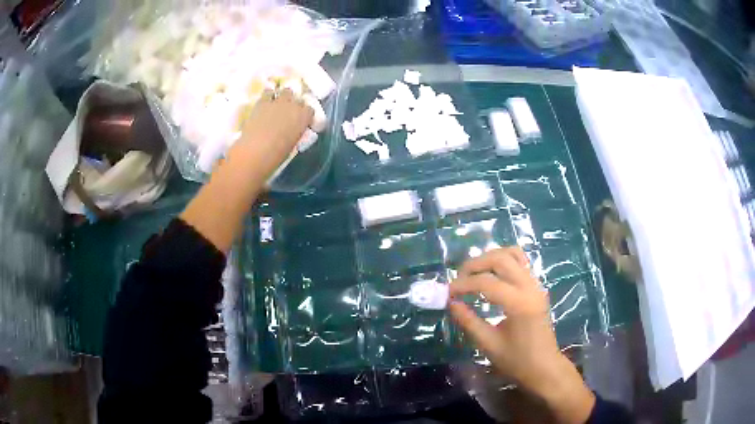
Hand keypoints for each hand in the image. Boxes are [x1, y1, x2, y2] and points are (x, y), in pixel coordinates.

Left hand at [236, 88, 313, 175]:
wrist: (255, 151)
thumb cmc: (277, 155)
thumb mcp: (292, 145)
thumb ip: (295, 133)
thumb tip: (292, 131)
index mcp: (304, 118)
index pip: (310, 110)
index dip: (305, 115)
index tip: (302, 121)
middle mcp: (293, 105)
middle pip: (298, 99)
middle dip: (295, 104)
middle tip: (289, 113)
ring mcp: (278, 102)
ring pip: (285, 91)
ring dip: (283, 97)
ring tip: (278, 104)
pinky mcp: (262, 102)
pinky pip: (268, 93)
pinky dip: (268, 96)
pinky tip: (265, 102)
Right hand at [449, 248, 594, 423]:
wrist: (545, 367)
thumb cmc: (517, 361)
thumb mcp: (489, 345)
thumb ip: (469, 321)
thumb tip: (451, 303)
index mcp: (519, 304)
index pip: (486, 283)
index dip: (463, 285)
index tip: (447, 292)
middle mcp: (529, 287)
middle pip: (500, 259)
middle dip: (475, 264)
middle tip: (458, 279)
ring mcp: (535, 284)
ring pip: (512, 254)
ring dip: (489, 258)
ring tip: (473, 274)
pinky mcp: (536, 286)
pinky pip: (520, 262)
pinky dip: (502, 262)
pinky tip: (491, 275)